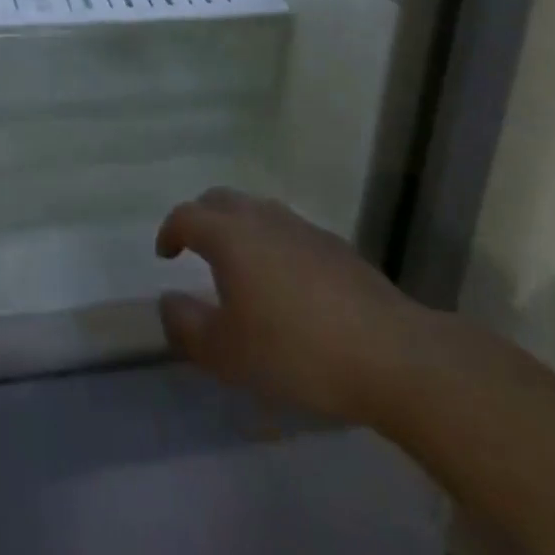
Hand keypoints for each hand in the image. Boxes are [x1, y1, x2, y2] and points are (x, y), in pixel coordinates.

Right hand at [155, 189, 437, 431]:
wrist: (389, 353)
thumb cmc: (295, 350)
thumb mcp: (227, 354)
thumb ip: (187, 326)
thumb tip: (168, 301)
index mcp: (230, 235)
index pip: (186, 215)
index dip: (170, 231)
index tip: (165, 255)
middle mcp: (262, 217)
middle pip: (220, 200)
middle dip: (201, 218)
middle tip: (195, 249)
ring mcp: (301, 226)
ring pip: (256, 211)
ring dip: (238, 227)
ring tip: (239, 265)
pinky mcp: (333, 245)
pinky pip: (287, 230)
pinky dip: (271, 243)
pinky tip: (285, 283)